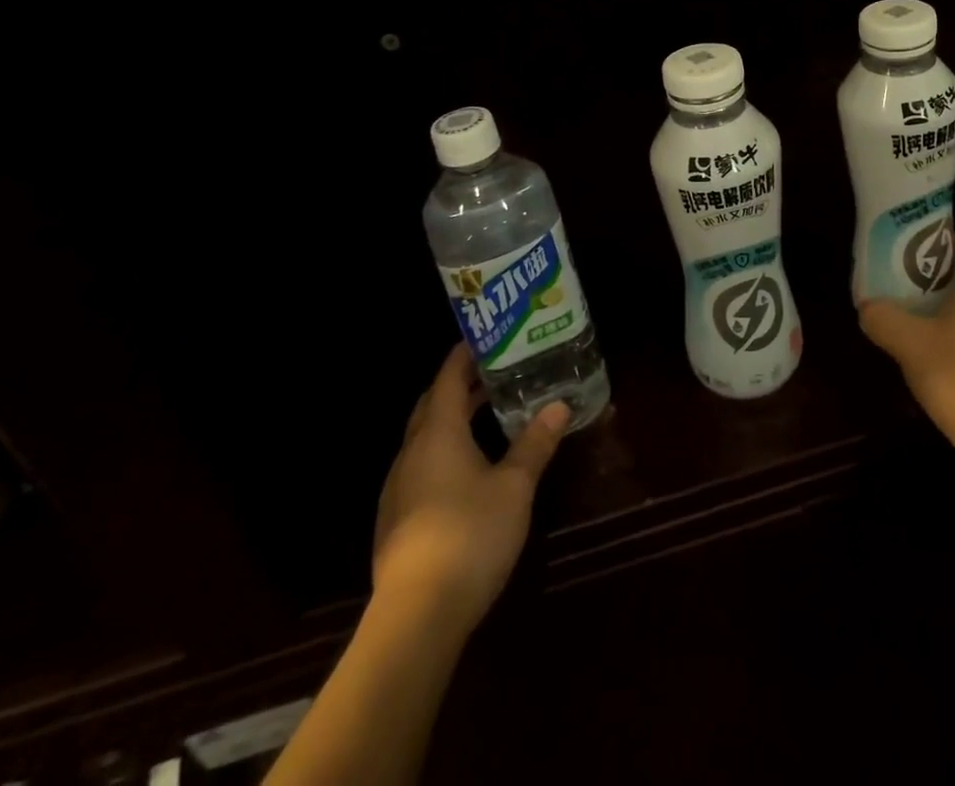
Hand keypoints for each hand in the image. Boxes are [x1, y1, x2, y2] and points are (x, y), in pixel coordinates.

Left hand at [371, 344, 570, 627]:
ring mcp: (398, 489)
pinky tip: (465, 471)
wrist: (416, 615)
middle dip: (457, 387)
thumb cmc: (470, 534)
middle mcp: (411, 453)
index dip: (463, 356)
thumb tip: (558, 406)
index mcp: (438, 434)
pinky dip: (442, 452)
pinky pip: (420, 467)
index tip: (484, 340)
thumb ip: (535, 444)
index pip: (447, 379)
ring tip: (485, 416)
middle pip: (431, 406)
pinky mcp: (395, 521)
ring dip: (450, 421)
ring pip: (423, 439)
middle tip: (491, 374)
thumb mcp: (515, 486)